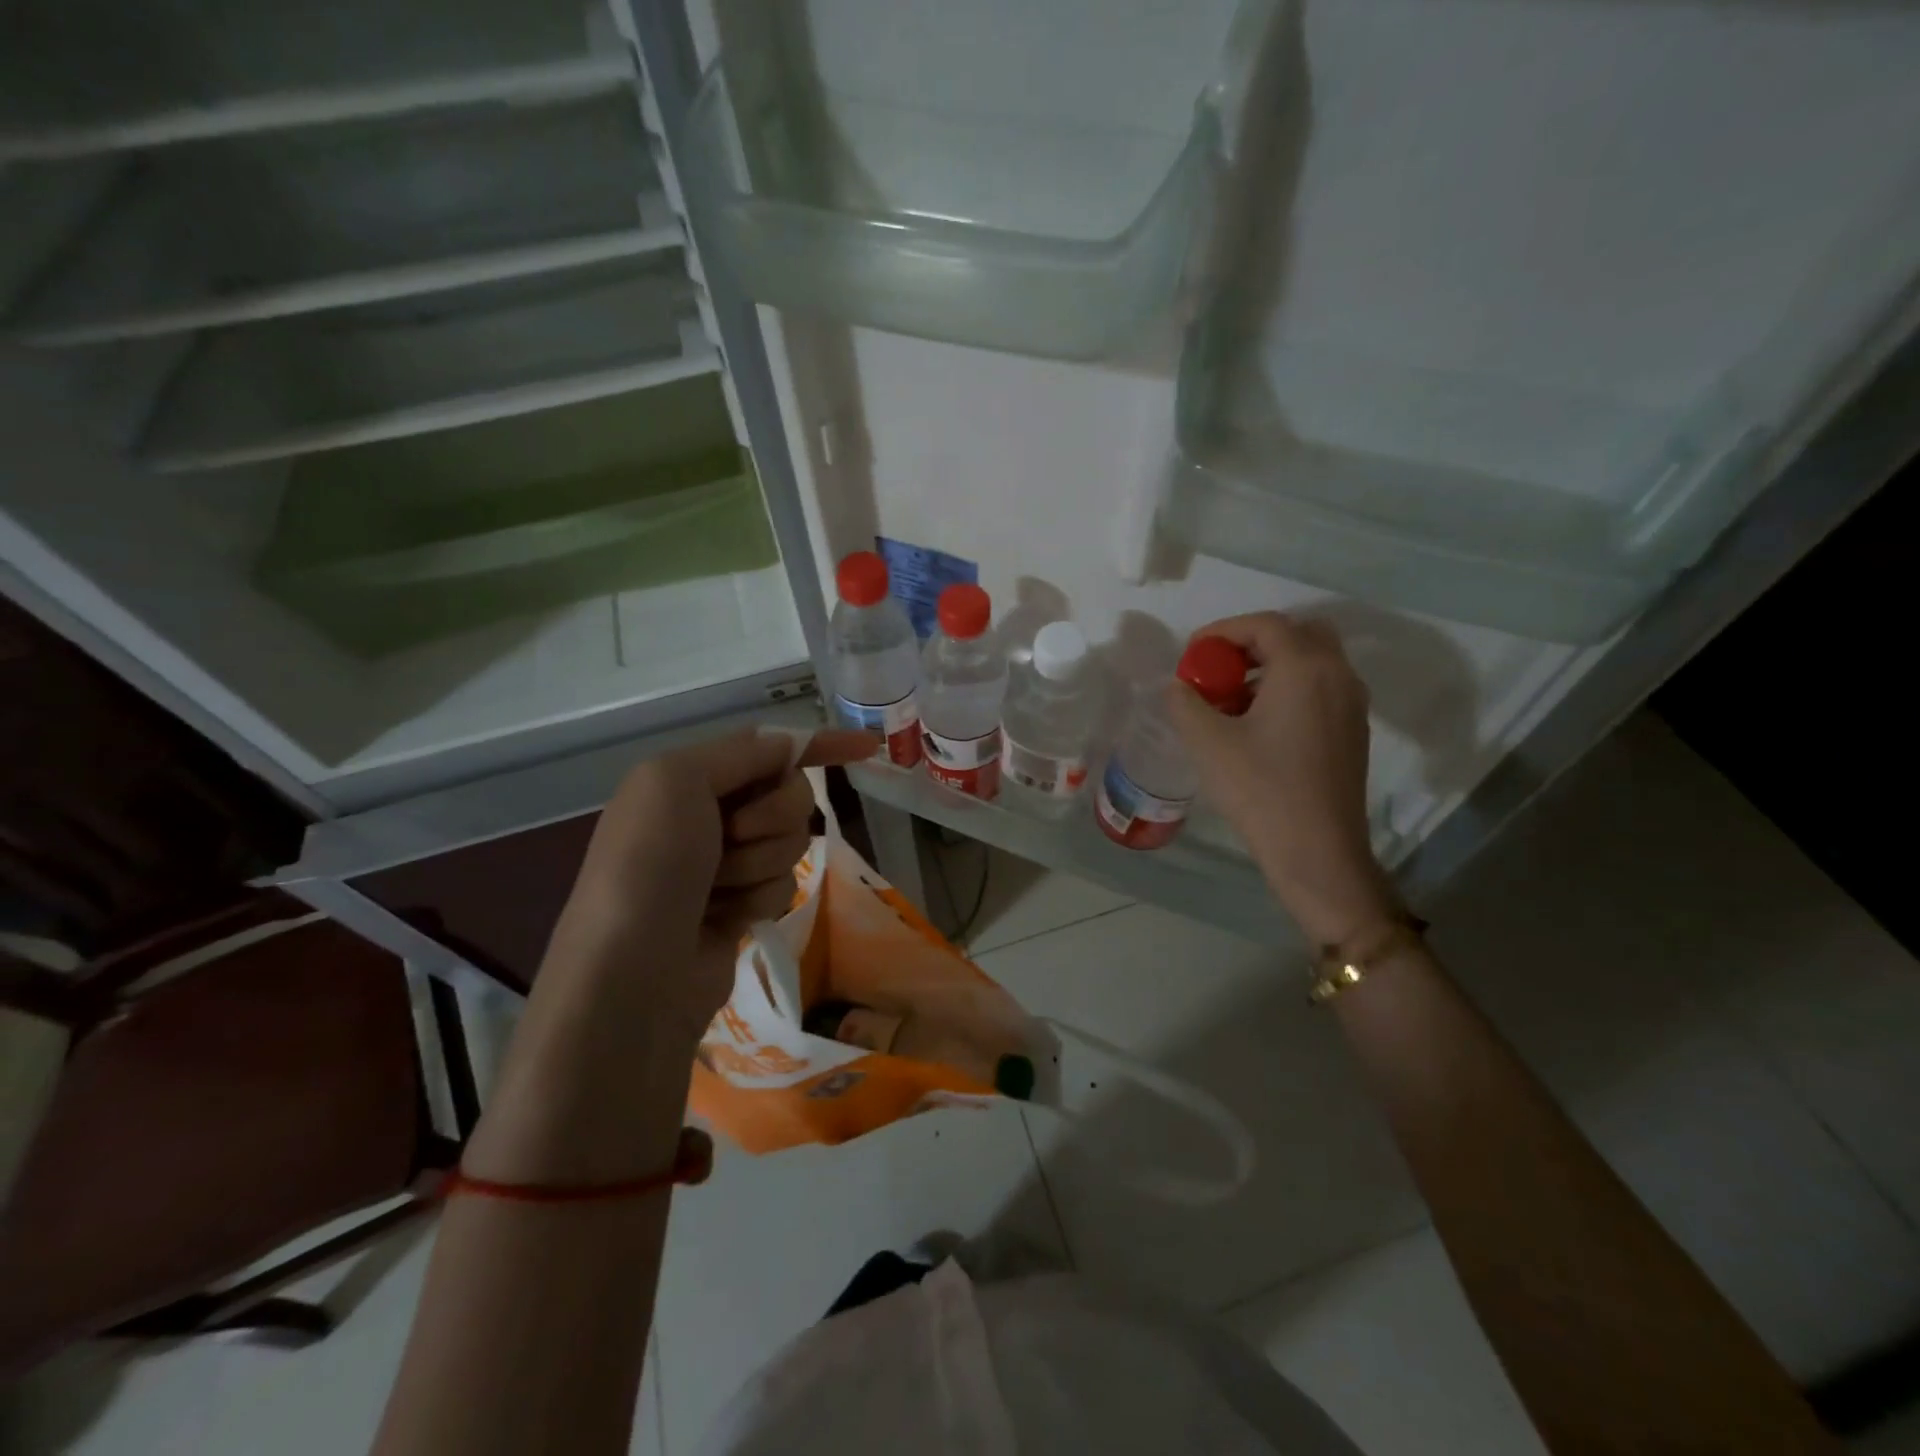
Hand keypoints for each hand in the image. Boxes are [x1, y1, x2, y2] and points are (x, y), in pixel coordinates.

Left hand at [544, 727, 878, 1042]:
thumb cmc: (649, 864)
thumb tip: (790, 745)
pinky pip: (784, 883)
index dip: (819, 743)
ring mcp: (728, 862)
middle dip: (773, 815)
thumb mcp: (677, 781)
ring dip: (761, 862)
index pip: (769, 747)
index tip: (868, 747)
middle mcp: (710, 814)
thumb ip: (742, 752)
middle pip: (790, 793)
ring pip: (792, 841)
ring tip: (718, 888)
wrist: (633, 973)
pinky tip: (726, 917)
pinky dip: (760, 897)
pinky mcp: (743, 904)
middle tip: (734, 835)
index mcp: (690, 777)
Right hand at [1167, 612, 1398, 944]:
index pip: (1264, 625)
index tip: (1192, 654)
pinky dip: (1290, 688)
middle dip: (1253, 643)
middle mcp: (1337, 675)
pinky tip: (1259, 724)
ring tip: (1232, 698)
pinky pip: (1321, 688)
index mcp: (1305, 668)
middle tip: (1219, 668)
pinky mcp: (1353, 731)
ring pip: (1313, 661)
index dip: (1222, 631)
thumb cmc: (1261, 790)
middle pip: (1297, 634)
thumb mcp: (1207, 742)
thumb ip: (1185, 702)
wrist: (1317, 851)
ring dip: (1272, 665)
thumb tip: (1180, 686)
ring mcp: (1352, 704)